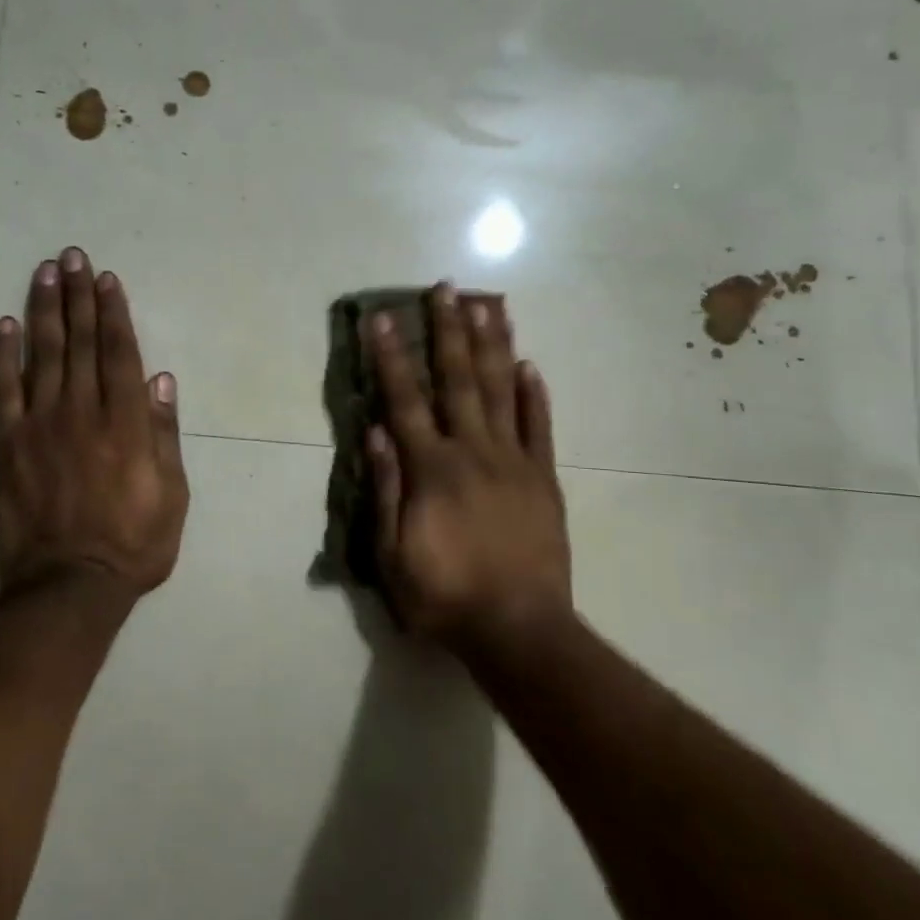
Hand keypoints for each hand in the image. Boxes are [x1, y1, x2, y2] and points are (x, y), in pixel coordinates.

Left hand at [0, 248, 187, 597]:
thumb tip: (161, 380)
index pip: (119, 353)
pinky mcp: (8, 445)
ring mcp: (42, 425)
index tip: (107, 279)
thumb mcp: (172, 495)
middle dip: (78, 296)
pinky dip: (2, 356)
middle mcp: (83, 411)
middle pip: (81, 342)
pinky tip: (3, 326)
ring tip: (44, 273)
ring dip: (44, 310)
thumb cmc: (133, 544)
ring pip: (43, 354)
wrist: (69, 587)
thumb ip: (165, 435)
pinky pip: (3, 391)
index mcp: (126, 422)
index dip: (114, 312)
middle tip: (73, 256)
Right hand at [367, 285, 571, 654]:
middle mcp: (473, 451)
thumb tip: (374, 431)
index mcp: (431, 469)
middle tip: (446, 288)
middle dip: (449, 330)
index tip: (381, 319)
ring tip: (489, 305)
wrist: (519, 631)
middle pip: (458, 380)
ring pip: (502, 391)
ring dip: (493, 345)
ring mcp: (514, 462)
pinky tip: (530, 364)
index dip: (390, 357)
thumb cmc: (443, 595)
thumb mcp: (392, 553)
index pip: (405, 400)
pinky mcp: (544, 479)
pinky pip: (540, 428)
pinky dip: (535, 395)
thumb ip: (384, 488)